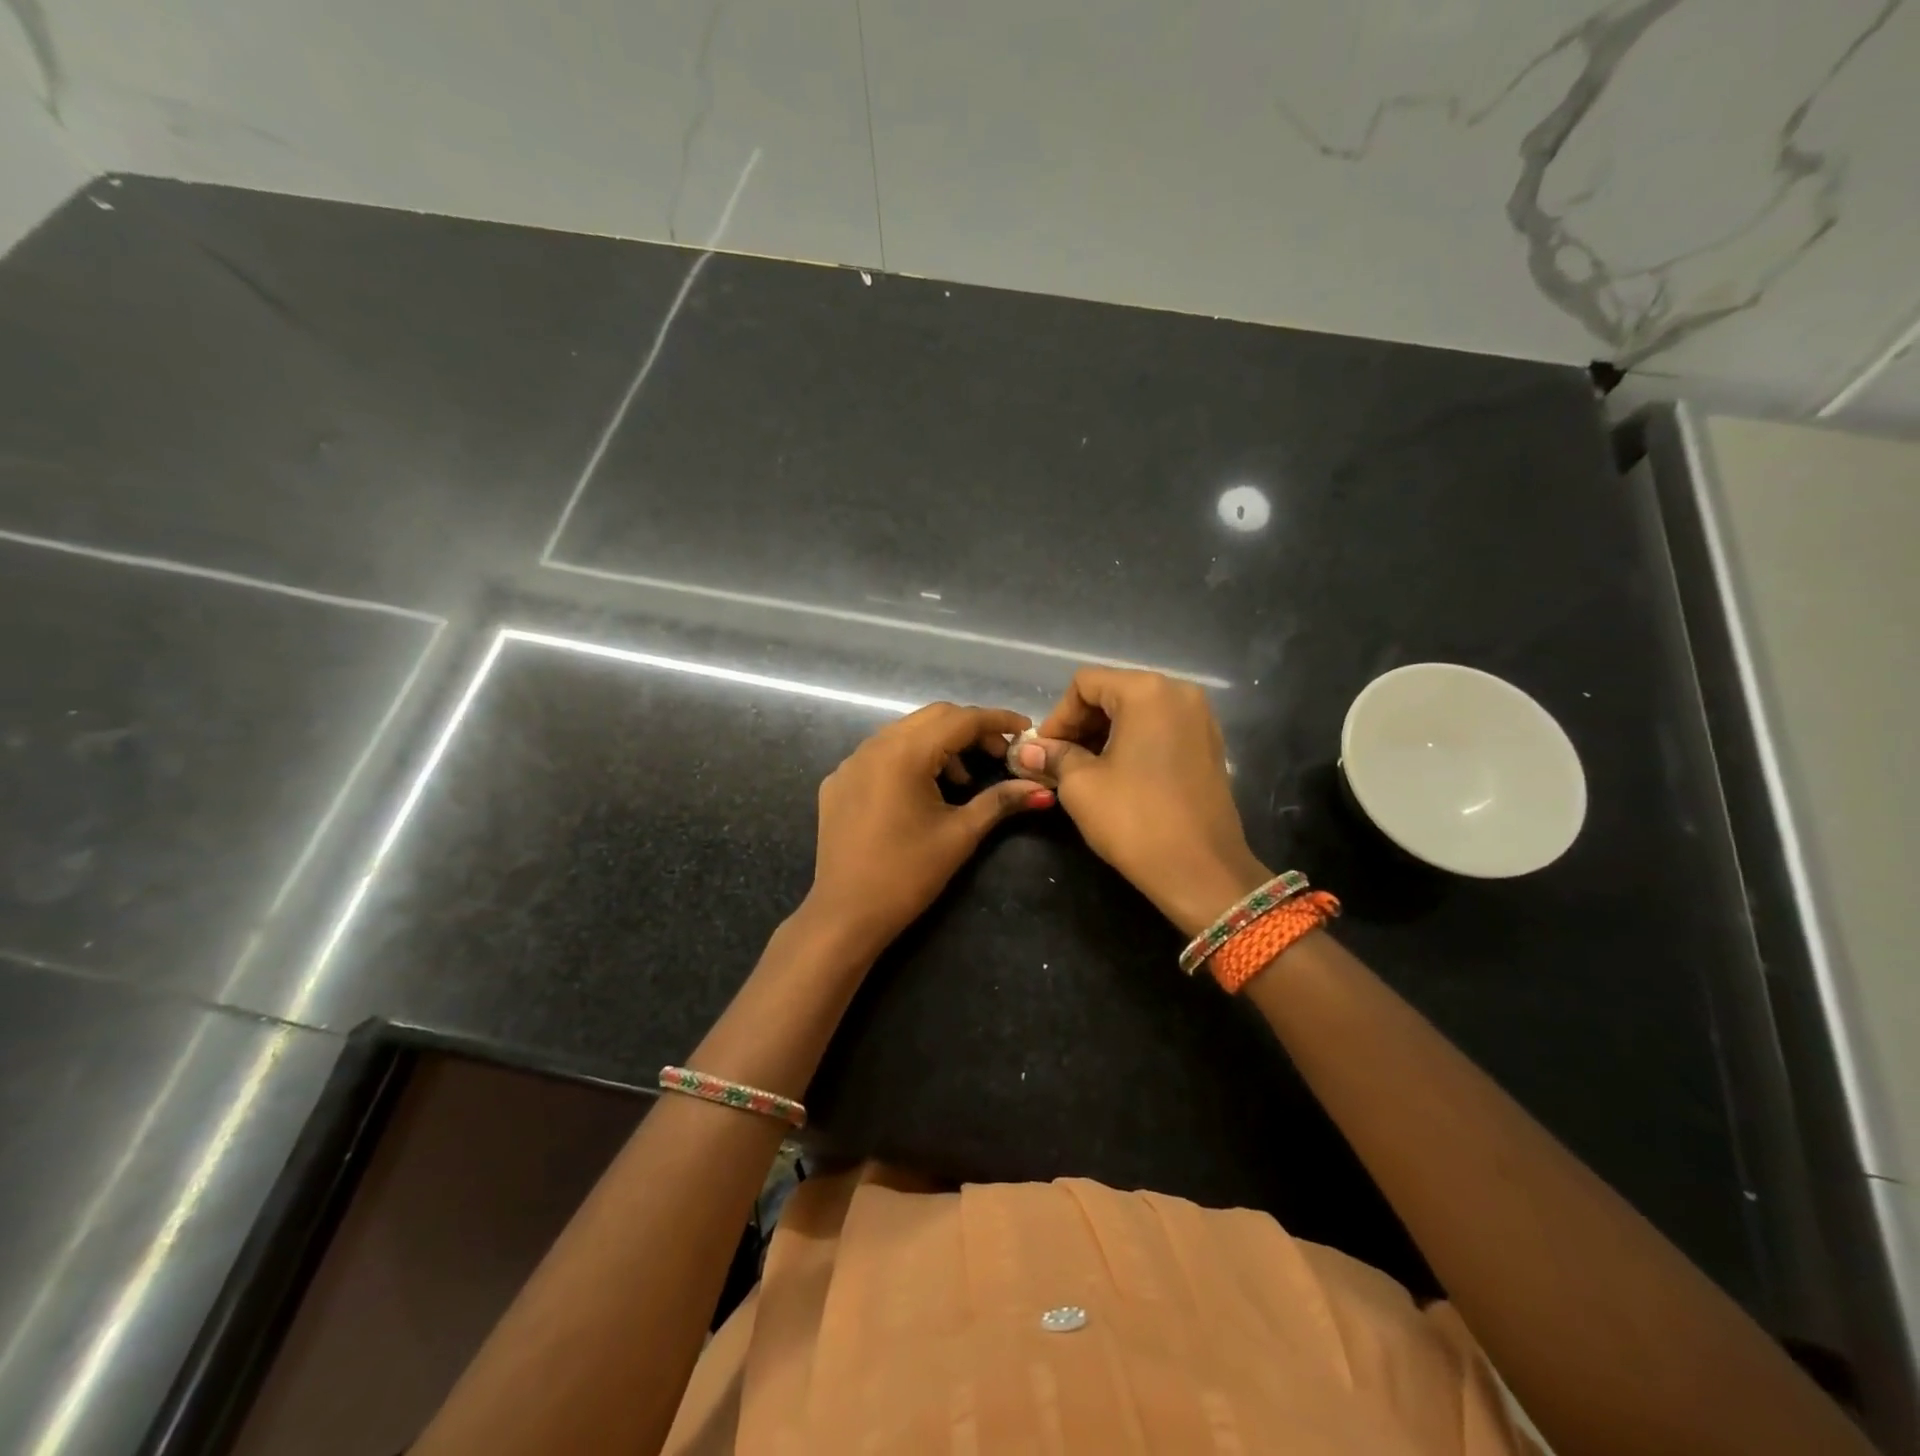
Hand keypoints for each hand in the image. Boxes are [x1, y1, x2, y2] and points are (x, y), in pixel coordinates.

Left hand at [803, 703, 1055, 958]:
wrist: (846, 914)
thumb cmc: (908, 874)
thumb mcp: (960, 835)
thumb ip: (1000, 802)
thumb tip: (1042, 789)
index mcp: (903, 753)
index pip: (960, 719)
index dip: (997, 720)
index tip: (1026, 728)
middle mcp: (873, 746)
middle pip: (932, 717)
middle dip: (970, 729)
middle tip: (1000, 754)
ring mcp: (850, 762)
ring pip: (904, 733)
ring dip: (940, 744)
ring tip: (964, 780)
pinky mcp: (838, 782)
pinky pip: (881, 754)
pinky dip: (910, 759)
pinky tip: (923, 791)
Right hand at [1015, 668, 1267, 936]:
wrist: (1201, 871)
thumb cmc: (1135, 820)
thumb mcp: (1081, 785)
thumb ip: (1053, 757)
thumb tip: (1026, 750)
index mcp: (1147, 691)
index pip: (1085, 684)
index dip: (1057, 717)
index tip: (1044, 753)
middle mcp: (1179, 693)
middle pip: (1113, 693)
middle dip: (1080, 725)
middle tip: (1058, 763)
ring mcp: (1201, 718)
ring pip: (1137, 712)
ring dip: (1105, 735)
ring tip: (1084, 772)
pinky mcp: (1209, 746)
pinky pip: (1160, 730)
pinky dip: (1133, 743)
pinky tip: (1118, 776)